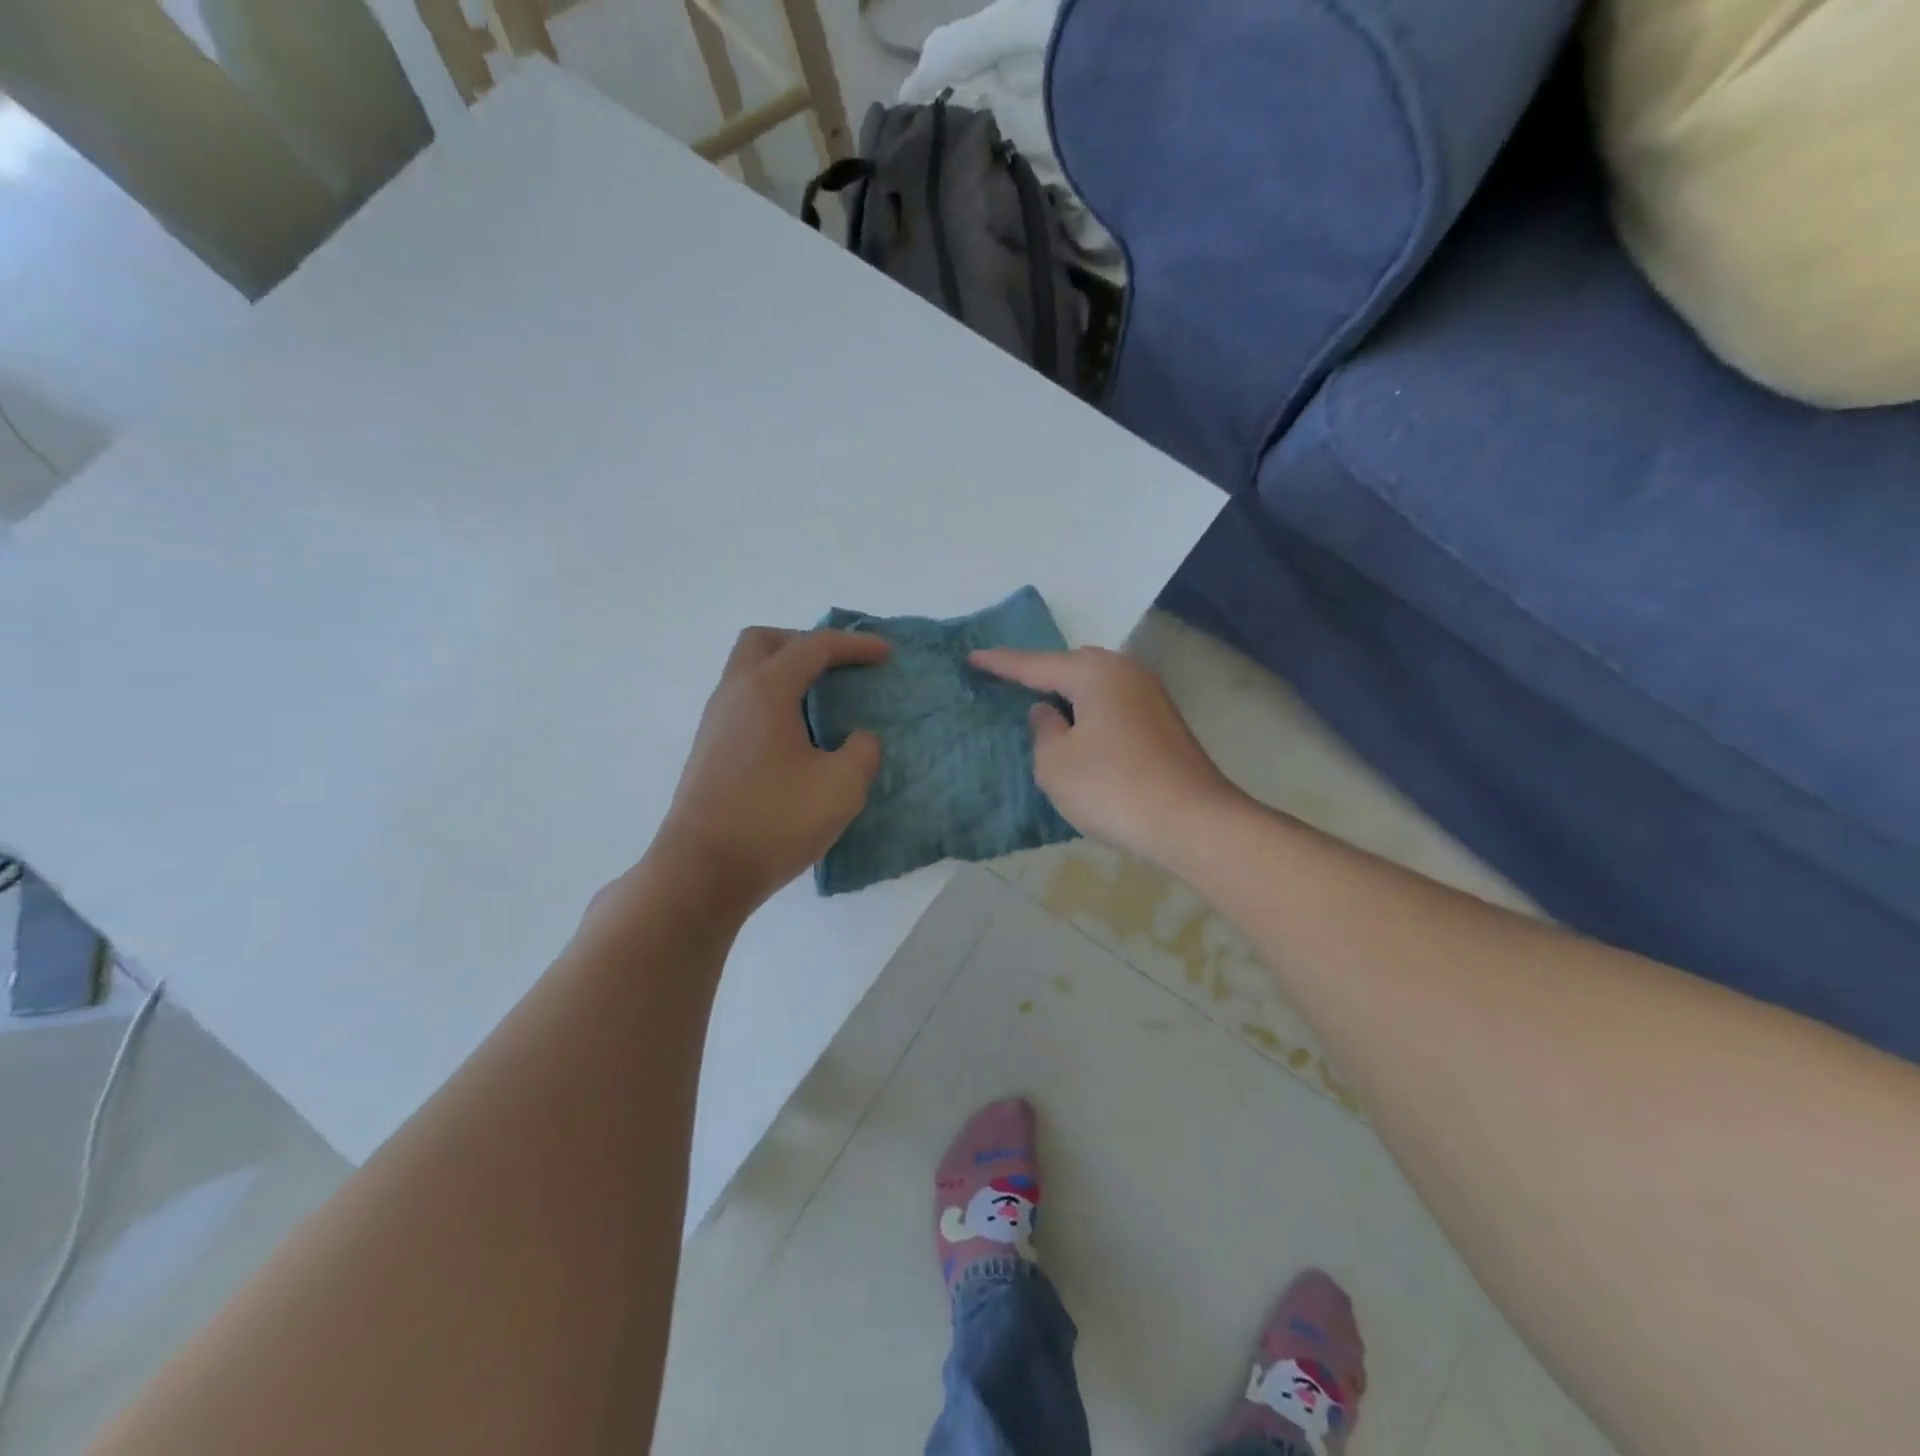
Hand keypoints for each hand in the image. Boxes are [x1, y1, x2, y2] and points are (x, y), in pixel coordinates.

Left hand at [653, 627, 888, 912]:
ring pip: (748, 673)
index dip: (854, 644)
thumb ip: (862, 752)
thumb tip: (858, 739)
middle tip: (837, 667)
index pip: (814, 646)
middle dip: (805, 644)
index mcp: (767, 690)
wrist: (702, 871)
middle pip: (765, 642)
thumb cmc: (775, 820)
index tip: (885, 654)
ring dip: (785, 674)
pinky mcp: (709, 751)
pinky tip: (795, 739)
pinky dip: (773, 702)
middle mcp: (734, 694)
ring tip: (821, 704)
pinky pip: (743, 703)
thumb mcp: (841, 786)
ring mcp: (715, 723)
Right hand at [970, 646, 1240, 862]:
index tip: (973, 657)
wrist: (1192, 822)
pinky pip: (1114, 707)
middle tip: (1010, 686)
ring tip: (1044, 712)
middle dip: (1042, 676)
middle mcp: (1126, 673)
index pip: (1035, 665)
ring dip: (1069, 699)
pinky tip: (1082, 736)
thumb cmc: (1113, 788)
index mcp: (1094, 673)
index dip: (1001, 664)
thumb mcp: (1055, 764)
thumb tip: (1048, 712)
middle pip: (1072, 667)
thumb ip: (1043, 730)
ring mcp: (1151, 697)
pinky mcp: (1164, 724)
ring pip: (1096, 688)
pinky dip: (1091, 716)